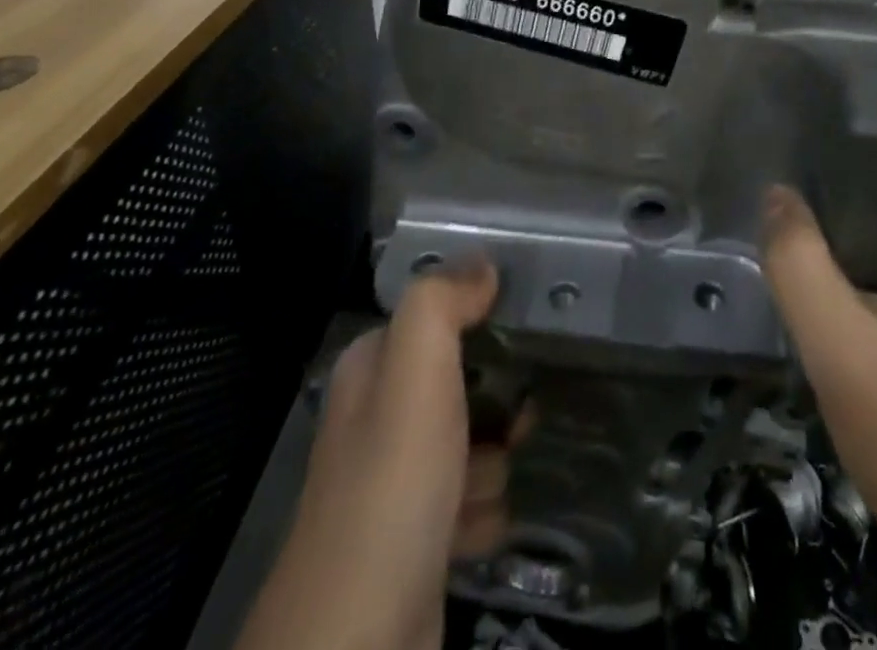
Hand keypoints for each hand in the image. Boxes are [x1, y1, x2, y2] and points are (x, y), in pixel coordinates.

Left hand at [237, 261, 513, 649]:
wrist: (358, 641)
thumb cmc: (393, 483)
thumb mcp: (416, 369)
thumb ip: (442, 303)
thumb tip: (482, 264)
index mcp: (369, 369)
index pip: (434, 319)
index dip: (477, 319)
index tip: (518, 331)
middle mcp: (377, 419)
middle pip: (461, 381)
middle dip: (496, 402)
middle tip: (517, 418)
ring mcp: (394, 484)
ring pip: (473, 444)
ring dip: (491, 464)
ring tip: (481, 488)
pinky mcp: (415, 541)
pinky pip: (470, 503)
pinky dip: (480, 514)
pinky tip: (473, 532)